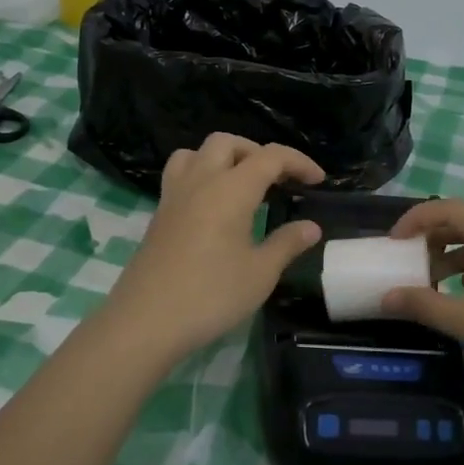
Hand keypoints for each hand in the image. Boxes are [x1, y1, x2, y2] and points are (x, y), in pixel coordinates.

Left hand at [102, 134, 325, 364]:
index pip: (270, 157)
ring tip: (241, 184)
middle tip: (278, 180)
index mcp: (231, 189)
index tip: (318, 180)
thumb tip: (310, 226)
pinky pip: (180, 174)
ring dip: (223, 158)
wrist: (145, 321)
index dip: (298, 162)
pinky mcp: (158, 214)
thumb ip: (287, 243)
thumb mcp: (260, 273)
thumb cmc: (211, 295)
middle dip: (257, 152)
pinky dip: (202, 175)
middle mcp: (200, 181)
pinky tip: (213, 207)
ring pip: (197, 153)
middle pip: (228, 143)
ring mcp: (174, 196)